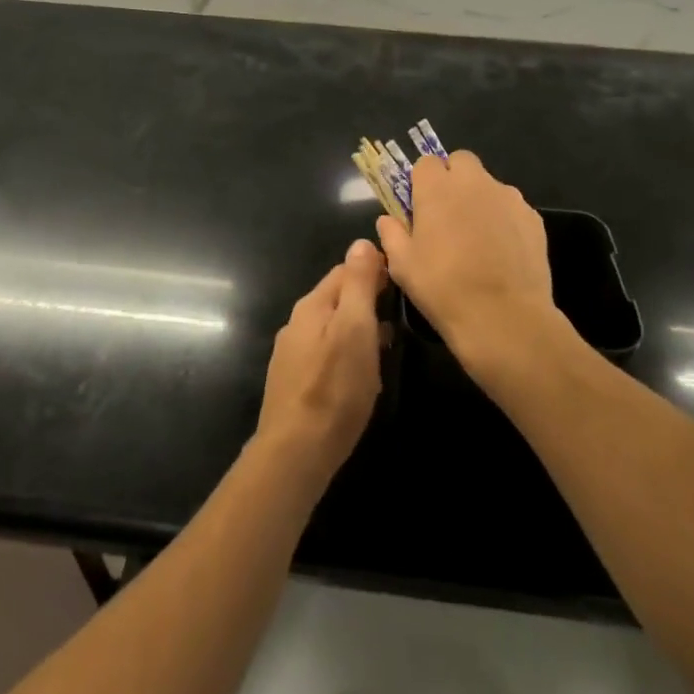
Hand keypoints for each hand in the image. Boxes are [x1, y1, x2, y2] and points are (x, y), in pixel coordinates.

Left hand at [254, 239, 384, 498]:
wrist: (297, 451)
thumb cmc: (335, 386)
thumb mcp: (355, 327)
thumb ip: (358, 284)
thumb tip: (362, 242)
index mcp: (312, 305)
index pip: (344, 270)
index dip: (373, 270)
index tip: (401, 279)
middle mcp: (297, 324)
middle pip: (337, 299)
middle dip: (366, 300)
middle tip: (399, 313)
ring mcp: (292, 354)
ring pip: (332, 328)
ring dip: (359, 329)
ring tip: (387, 344)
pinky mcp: (294, 383)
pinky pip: (326, 355)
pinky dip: (347, 354)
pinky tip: (361, 373)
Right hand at [376, 151, 573, 392]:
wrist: (504, 317)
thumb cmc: (443, 288)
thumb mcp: (403, 266)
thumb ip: (392, 234)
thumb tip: (388, 220)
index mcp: (437, 188)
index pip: (426, 162)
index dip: (422, 181)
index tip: (420, 205)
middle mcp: (474, 183)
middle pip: (461, 161)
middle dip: (453, 178)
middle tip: (447, 213)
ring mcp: (508, 197)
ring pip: (489, 184)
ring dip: (479, 198)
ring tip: (477, 237)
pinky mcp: (533, 218)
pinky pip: (512, 207)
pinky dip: (504, 219)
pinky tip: (501, 251)